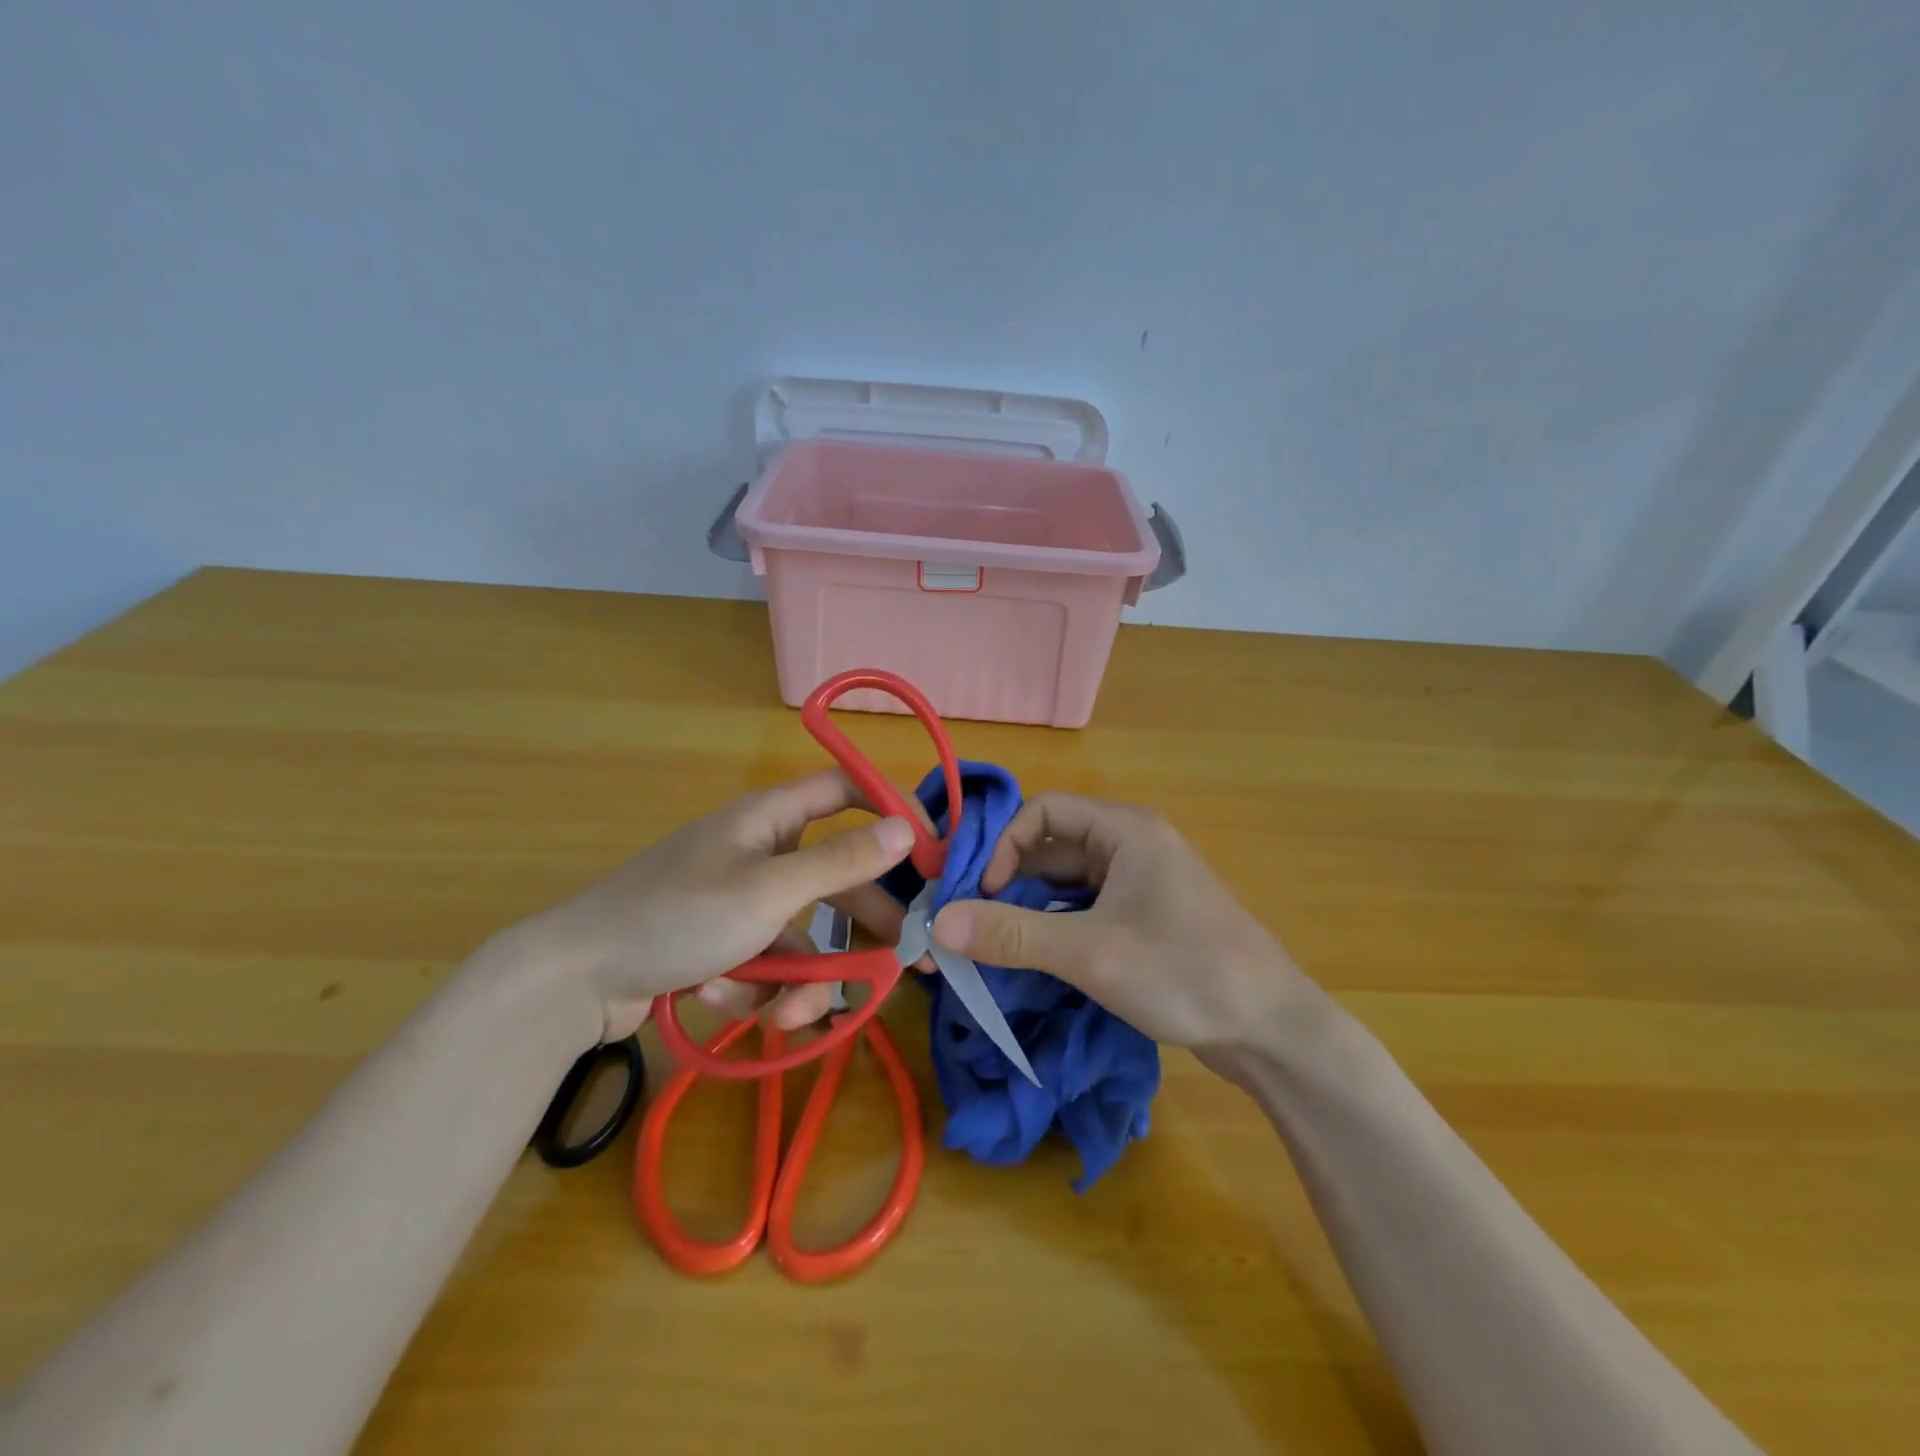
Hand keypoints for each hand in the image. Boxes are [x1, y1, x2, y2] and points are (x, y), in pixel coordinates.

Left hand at [507, 771, 915, 1040]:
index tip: (931, 854)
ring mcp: (739, 900)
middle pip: (836, 878)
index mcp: (770, 819)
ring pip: (802, 936)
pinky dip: (757, 988)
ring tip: (788, 1018)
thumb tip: (905, 830)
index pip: (846, 791)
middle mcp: (760, 852)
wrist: (573, 980)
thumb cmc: (677, 916)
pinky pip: (764, 963)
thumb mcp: (768, 891)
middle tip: (906, 963)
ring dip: (803, 980)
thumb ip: (841, 862)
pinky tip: (723, 1002)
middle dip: (863, 925)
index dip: (890, 812)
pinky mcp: (721, 944)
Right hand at [929, 792, 1322, 1056]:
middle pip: (1052, 845)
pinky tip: (1037, 956)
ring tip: (997, 942)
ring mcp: (1142, 883)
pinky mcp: (1147, 918)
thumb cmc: (1184, 972)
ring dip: (1030, 905)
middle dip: (1010, 879)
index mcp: (1125, 830)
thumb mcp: (1090, 953)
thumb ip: (1011, 935)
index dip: (1003, 845)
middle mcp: (1132, 845)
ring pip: (1067, 880)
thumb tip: (937, 924)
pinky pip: (1087, 907)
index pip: (1043, 810)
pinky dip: (1056, 924)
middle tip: (975, 922)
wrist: (1272, 1030)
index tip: (981, 895)